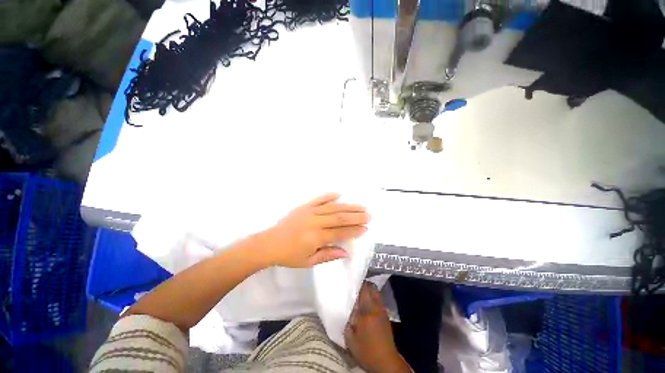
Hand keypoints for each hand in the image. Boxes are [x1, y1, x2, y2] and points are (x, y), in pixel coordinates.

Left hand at [256, 193, 369, 267]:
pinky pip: (319, 199)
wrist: (269, 243)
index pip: (339, 232)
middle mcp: (314, 222)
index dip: (354, 230)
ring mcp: (309, 211)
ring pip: (333, 207)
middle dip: (356, 216)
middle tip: (368, 215)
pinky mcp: (304, 206)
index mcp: (315, 237)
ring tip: (360, 206)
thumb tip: (347, 252)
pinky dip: (329, 196)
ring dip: (348, 206)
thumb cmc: (289, 255)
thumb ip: (328, 255)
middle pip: (339, 217)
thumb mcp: (309, 261)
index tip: (365, 228)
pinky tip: (339, 194)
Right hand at [345, 283, 411, 372]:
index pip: (364, 289)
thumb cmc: (366, 351)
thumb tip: (347, 309)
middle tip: (355, 286)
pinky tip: (367, 304)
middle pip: (372, 288)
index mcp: (367, 310)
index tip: (350, 280)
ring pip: (377, 293)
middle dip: (364, 284)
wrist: (385, 362)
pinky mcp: (386, 316)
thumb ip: (347, 321)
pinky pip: (379, 300)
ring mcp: (382, 311)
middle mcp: (376, 307)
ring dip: (370, 290)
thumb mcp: (350, 338)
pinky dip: (373, 297)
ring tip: (361, 294)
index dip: (358, 283)